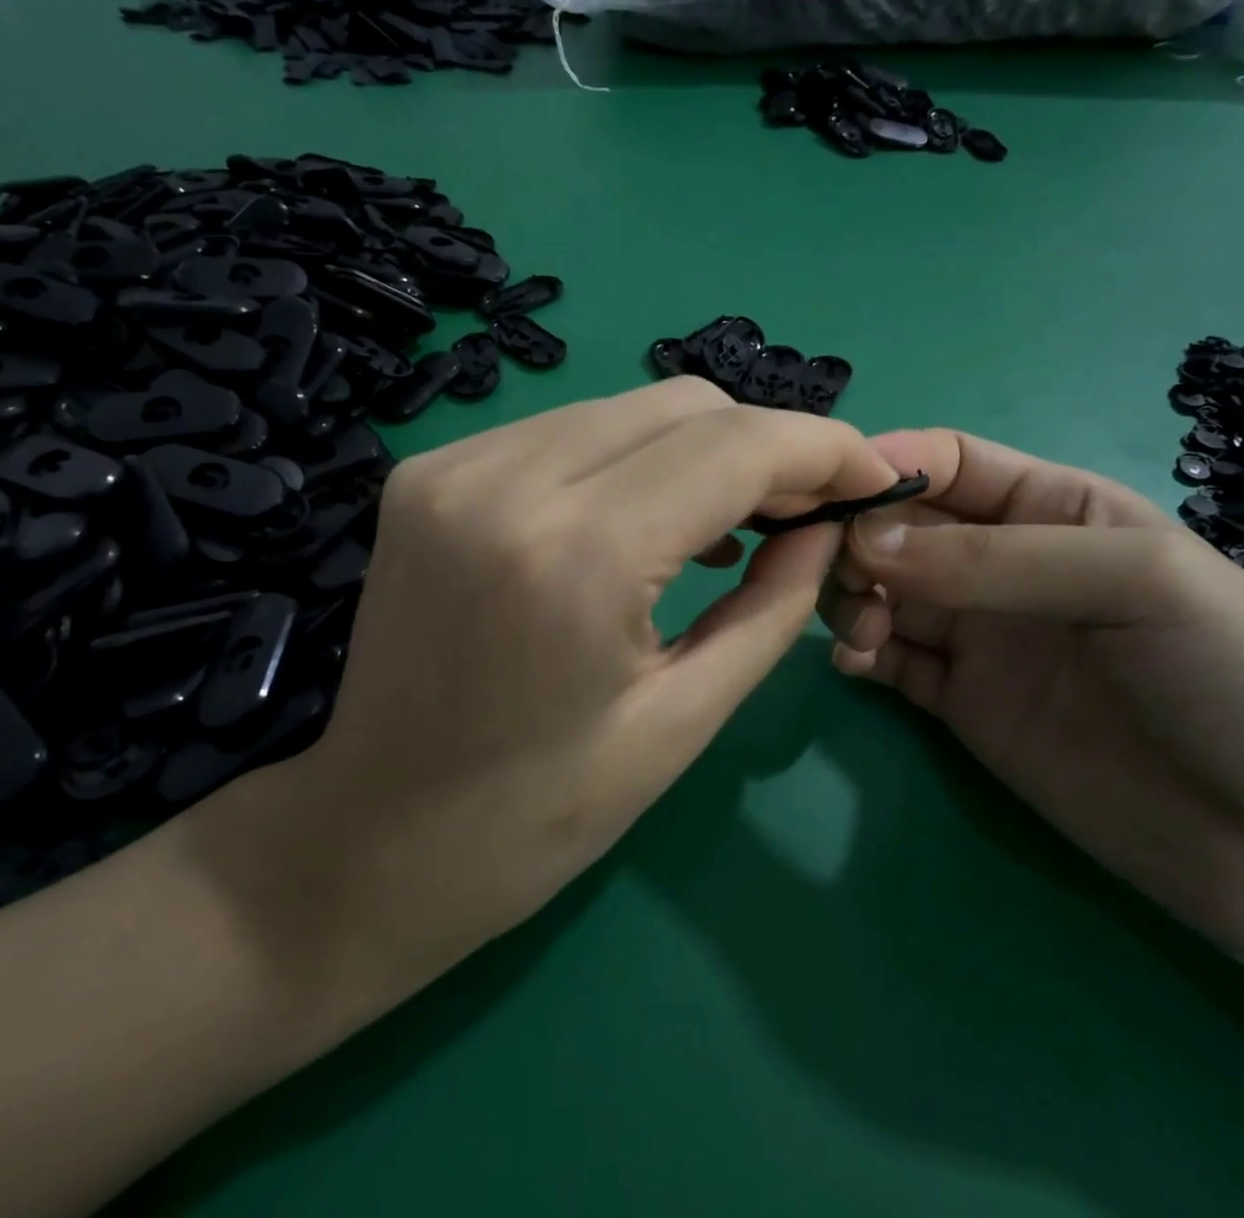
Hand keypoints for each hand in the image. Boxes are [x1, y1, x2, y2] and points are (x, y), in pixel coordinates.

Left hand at [209, 379, 902, 1025]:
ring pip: (628, 407)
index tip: (873, 474)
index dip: (822, 447)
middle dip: (765, 444)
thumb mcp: (685, 720)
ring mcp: (455, 464)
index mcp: (575, 555)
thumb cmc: (537, 816)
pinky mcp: (431, 470)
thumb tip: (827, 523)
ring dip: (701, 447)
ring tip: (735, 518)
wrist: (370, 840)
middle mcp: (506, 479)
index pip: (733, 446)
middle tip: (805, 509)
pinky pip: (569, 430)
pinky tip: (649, 518)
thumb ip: (774, 603)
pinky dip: (632, 457)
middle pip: (684, 404)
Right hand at [820, 428, 1243, 988]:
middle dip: (858, 539)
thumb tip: (865, 542)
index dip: (886, 464)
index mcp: (1053, 508)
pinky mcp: (968, 709)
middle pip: (901, 528)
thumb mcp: (1136, 581)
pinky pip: (892, 663)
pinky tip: (856, 664)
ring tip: (860, 628)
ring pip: (884, 593)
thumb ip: (996, 560)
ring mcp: (984, 640)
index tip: (831, 491)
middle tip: (840, 574)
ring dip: (852, 596)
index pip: (948, 462)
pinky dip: (861, 654)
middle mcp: (1007, 568)